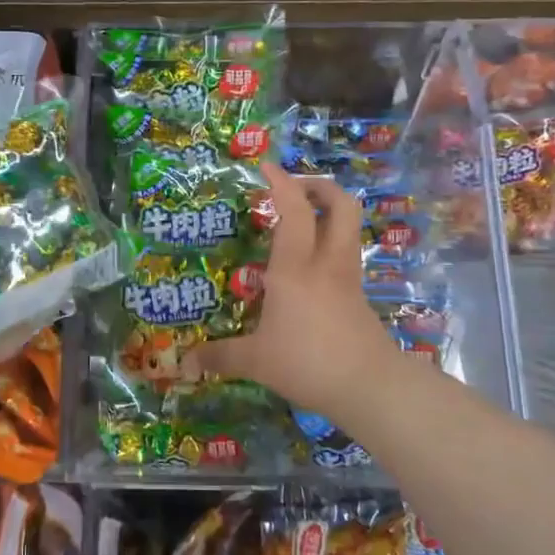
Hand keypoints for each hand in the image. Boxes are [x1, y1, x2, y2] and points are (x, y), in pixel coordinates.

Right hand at [182, 164, 410, 430]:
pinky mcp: (359, 296)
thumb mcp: (256, 361)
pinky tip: (311, 267)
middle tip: (295, 189)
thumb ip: (220, 357)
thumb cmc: (307, 362)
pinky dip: (331, 245)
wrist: (369, 387)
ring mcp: (347, 278)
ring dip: (330, 211)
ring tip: (303, 219)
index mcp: (295, 268)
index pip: (293, 210)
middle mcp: (325, 263)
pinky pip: (346, 255)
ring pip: (350, 227)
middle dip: (320, 186)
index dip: (282, 182)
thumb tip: (185, 363)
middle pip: (340, 205)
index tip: (267, 167)